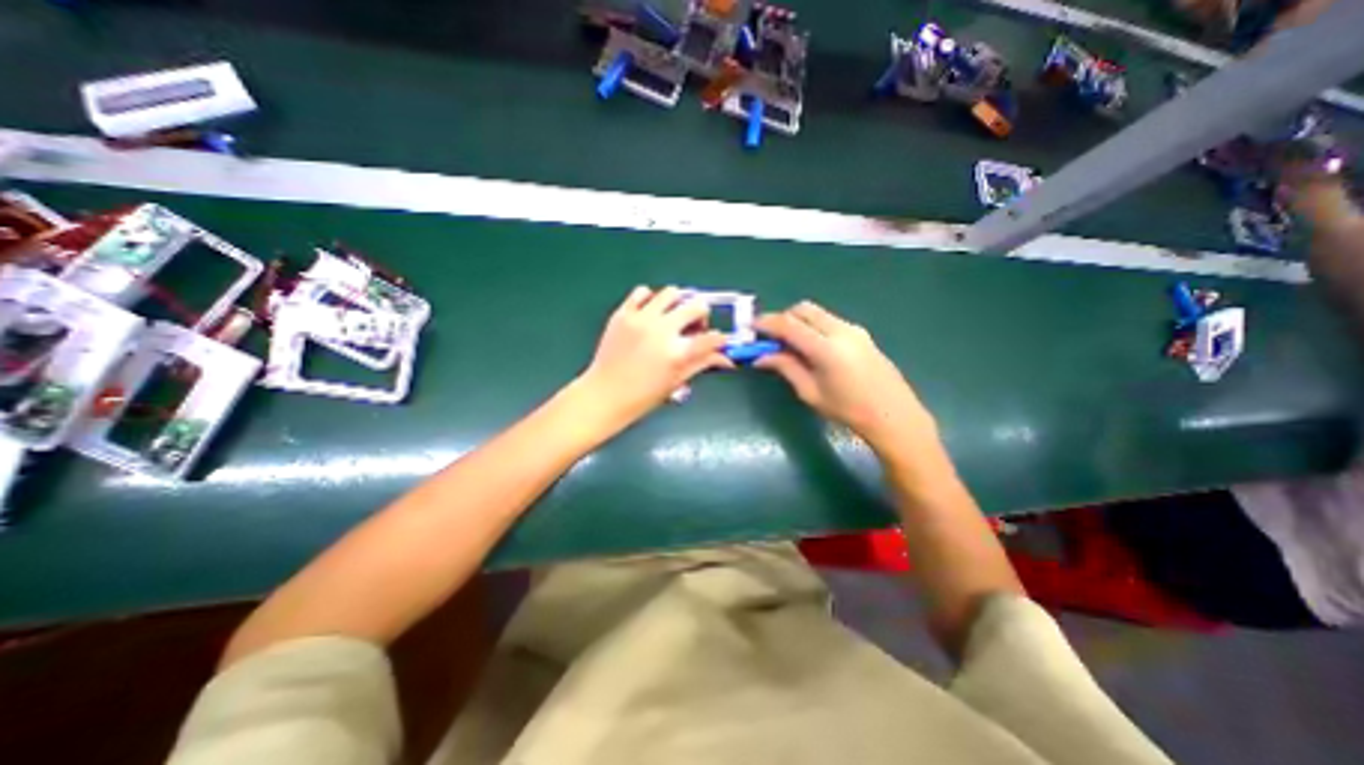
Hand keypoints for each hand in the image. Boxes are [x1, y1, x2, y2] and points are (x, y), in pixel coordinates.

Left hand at [573, 286, 735, 428]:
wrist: (604, 394)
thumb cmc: (642, 396)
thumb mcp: (676, 381)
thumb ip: (702, 364)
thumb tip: (726, 358)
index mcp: (677, 353)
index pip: (712, 338)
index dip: (720, 339)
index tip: (717, 341)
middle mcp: (661, 330)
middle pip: (696, 306)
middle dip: (702, 316)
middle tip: (694, 327)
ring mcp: (640, 319)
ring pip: (672, 292)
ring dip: (679, 303)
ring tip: (672, 317)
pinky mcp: (623, 314)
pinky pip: (642, 292)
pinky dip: (651, 299)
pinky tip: (650, 313)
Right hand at [757, 301, 937, 458]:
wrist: (893, 415)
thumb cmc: (848, 410)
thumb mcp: (810, 392)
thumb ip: (785, 367)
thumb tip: (761, 357)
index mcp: (825, 347)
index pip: (789, 325)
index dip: (767, 323)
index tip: (751, 328)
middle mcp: (840, 330)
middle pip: (803, 309)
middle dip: (783, 318)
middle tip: (771, 337)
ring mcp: (854, 329)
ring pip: (817, 313)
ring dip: (799, 322)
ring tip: (790, 345)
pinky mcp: (861, 334)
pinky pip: (829, 321)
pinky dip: (813, 326)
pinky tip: (812, 348)